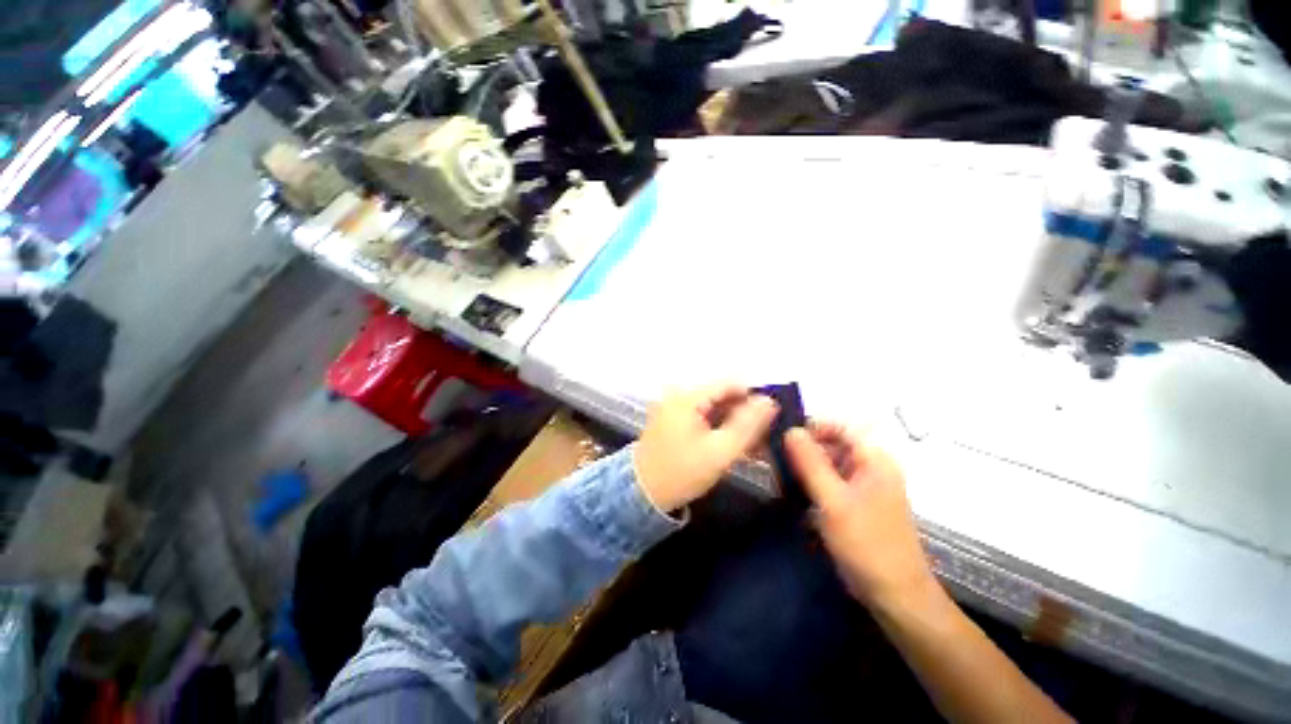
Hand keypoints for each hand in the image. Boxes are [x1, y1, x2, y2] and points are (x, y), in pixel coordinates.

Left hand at [633, 384, 777, 512]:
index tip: (772, 418)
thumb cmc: (681, 472)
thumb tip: (769, 401)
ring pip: (715, 406)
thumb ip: (747, 425)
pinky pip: (703, 415)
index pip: (729, 383)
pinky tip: (734, 444)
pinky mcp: (673, 418)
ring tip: (754, 446)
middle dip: (745, 413)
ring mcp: (674, 406)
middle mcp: (679, 394)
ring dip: (734, 423)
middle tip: (765, 437)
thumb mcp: (720, 452)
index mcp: (688, 397)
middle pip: (722, 394)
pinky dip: (719, 427)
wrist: (642, 493)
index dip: (753, 397)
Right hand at [786, 422, 936, 611]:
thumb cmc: (867, 544)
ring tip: (781, 482)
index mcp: (873, 459)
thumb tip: (791, 429)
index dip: (811, 428)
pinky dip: (809, 486)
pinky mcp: (852, 504)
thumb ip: (811, 463)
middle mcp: (869, 467)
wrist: (894, 596)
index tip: (783, 440)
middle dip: (802, 451)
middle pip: (830, 444)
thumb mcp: (833, 500)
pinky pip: (826, 483)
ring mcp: (861, 486)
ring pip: (825, 464)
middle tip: (776, 464)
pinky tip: (793, 497)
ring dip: (803, 470)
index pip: (839, 426)